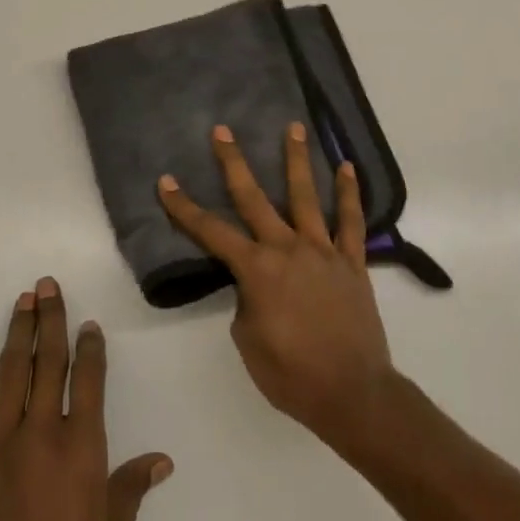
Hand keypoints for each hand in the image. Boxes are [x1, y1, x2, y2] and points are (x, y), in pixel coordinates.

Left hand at [0, 279, 172, 520]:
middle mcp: (39, 434)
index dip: (90, 347)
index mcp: (81, 449)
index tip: (89, 324)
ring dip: (18, 335)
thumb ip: (131, 493)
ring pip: (9, 375)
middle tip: (48, 284)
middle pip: (47, 362)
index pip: (89, 380)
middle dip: (50, 319)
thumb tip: (160, 460)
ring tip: (23, 303)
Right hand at [157, 125, 398, 450]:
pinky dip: (350, 193)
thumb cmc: (292, 375)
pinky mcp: (352, 261)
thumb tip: (256, 283)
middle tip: (222, 131)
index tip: (166, 181)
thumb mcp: (248, 341)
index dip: (184, 207)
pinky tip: (347, 167)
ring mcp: (323, 251)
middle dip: (234, 163)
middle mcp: (287, 249)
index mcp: (257, 270)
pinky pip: (351, 221)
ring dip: (296, 159)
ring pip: (306, 196)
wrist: (353, 394)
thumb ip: (247, 301)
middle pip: (254, 198)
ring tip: (292, 126)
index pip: (211, 232)